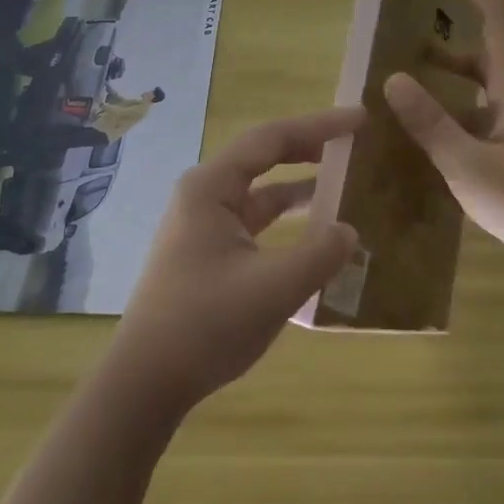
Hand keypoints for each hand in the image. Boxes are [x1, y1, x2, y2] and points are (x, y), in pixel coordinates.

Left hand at [108, 108, 361, 412]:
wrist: (145, 384)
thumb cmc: (204, 325)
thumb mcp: (272, 289)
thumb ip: (318, 255)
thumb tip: (350, 232)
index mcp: (212, 187)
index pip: (272, 139)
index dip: (319, 126)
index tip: (359, 119)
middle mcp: (205, 194)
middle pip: (264, 156)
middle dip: (309, 147)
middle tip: (352, 142)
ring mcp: (204, 223)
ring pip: (261, 190)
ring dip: (299, 184)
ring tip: (342, 182)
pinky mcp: (209, 251)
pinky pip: (256, 220)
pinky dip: (286, 217)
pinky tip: (315, 231)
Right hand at [384, 0, 503, 290]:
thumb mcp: (471, 168)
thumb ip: (431, 124)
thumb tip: (393, 78)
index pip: (497, 20)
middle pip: (491, 50)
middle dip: (457, 32)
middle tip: (416, 27)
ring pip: (490, 86)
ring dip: (458, 74)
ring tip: (416, 78)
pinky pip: (492, 115)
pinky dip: (464, 110)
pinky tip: (442, 136)